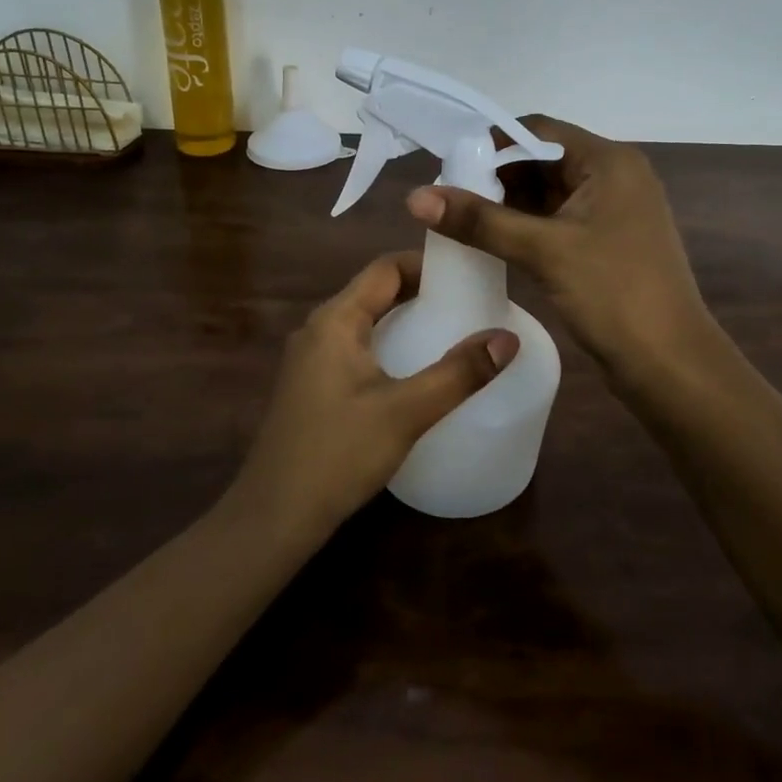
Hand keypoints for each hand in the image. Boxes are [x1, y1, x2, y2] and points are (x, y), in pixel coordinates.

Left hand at [228, 252, 518, 543]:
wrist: (274, 517)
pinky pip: (354, 348)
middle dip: (420, 292)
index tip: (469, 273)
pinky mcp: (310, 387)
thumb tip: (508, 338)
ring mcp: (309, 360)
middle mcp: (317, 329)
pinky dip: (387, 345)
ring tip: (449, 331)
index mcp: (335, 320)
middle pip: (374, 292)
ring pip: (364, 322)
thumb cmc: (338, 454)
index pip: (385, 268)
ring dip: (403, 319)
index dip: (427, 264)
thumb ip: (459, 374)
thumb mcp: (406, 412)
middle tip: (468, 303)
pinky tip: (412, 371)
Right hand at [406, 116, 711, 382]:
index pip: (540, 130)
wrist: (669, 363)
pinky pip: (557, 222)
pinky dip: (526, 227)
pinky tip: (491, 243)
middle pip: (543, 160)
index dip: (493, 143)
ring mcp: (612, 213)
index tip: (450, 165)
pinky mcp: (606, 244)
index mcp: (609, 162)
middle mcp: (614, 177)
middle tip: (449, 197)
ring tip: (461, 221)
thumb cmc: (613, 293)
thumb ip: (480, 221)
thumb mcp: (543, 250)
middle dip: (497, 176)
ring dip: (508, 204)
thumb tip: (415, 196)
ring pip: (549, 193)